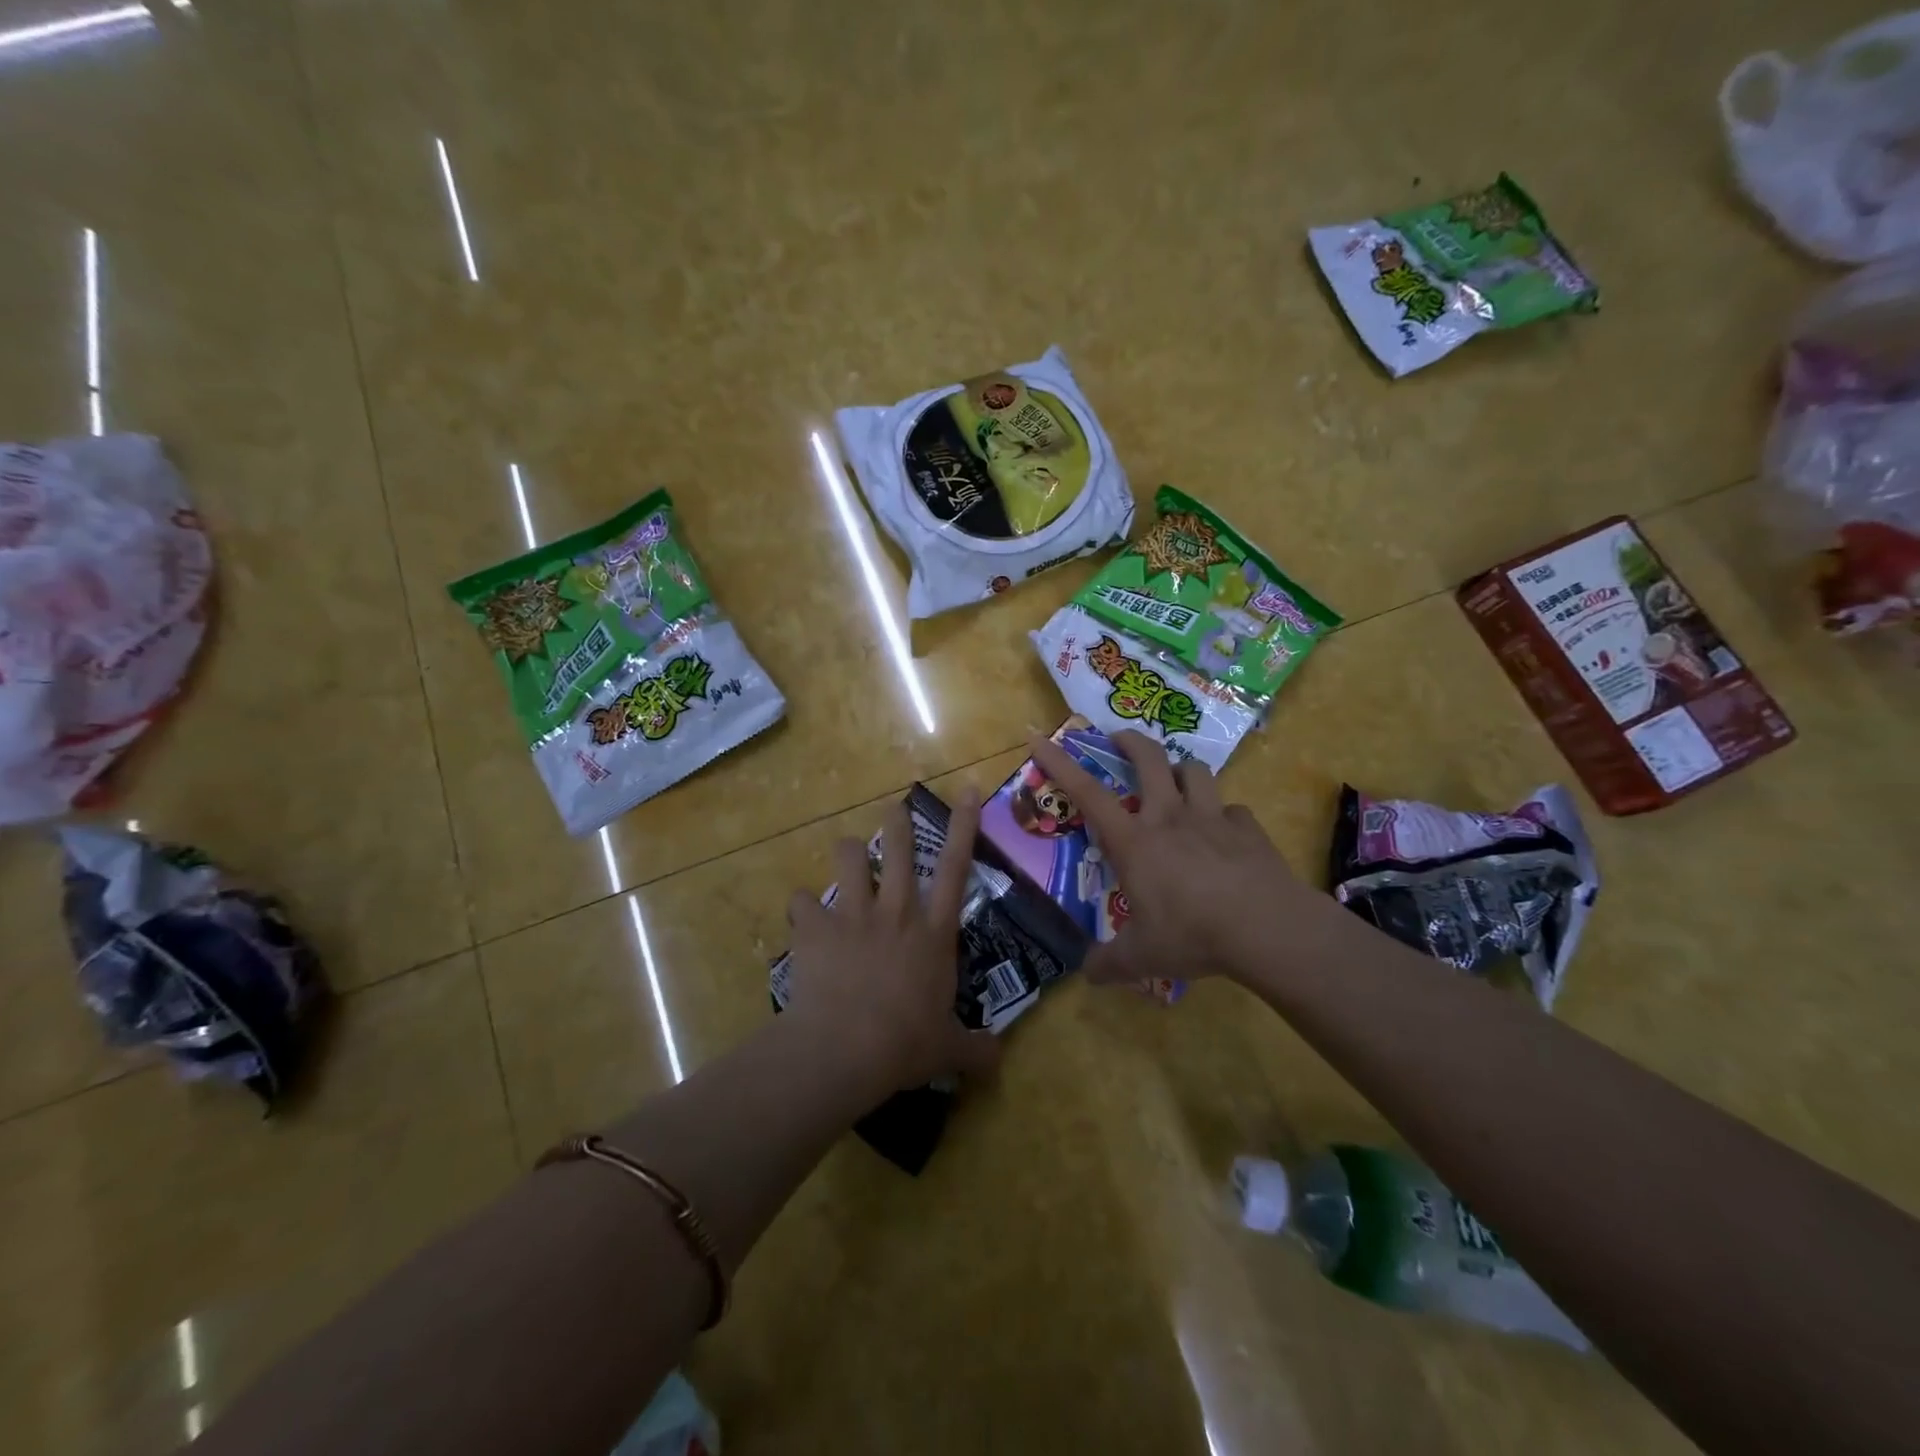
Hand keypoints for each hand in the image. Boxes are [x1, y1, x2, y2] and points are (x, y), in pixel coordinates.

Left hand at [783, 790, 1000, 1091]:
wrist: (844, 1049)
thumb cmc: (905, 1044)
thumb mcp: (948, 1050)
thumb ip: (976, 1049)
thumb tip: (998, 1060)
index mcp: (934, 933)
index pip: (957, 868)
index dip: (964, 826)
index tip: (968, 790)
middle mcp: (897, 912)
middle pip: (900, 848)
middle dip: (897, 822)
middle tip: (894, 810)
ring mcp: (854, 914)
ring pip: (849, 857)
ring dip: (849, 853)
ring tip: (848, 858)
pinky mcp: (815, 927)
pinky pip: (801, 902)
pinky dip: (801, 909)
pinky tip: (801, 919)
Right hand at [1026, 730, 1336, 987]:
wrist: (1266, 927)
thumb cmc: (1192, 934)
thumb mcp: (1140, 957)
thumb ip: (1108, 963)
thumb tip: (1086, 974)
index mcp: (1134, 841)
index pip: (1086, 792)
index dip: (1059, 762)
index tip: (1039, 737)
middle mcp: (1169, 817)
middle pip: (1148, 758)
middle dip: (1129, 741)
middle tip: (1118, 740)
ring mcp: (1211, 817)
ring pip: (1194, 771)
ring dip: (1180, 771)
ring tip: (1176, 783)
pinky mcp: (1248, 828)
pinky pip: (1232, 809)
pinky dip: (1224, 816)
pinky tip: (1225, 834)